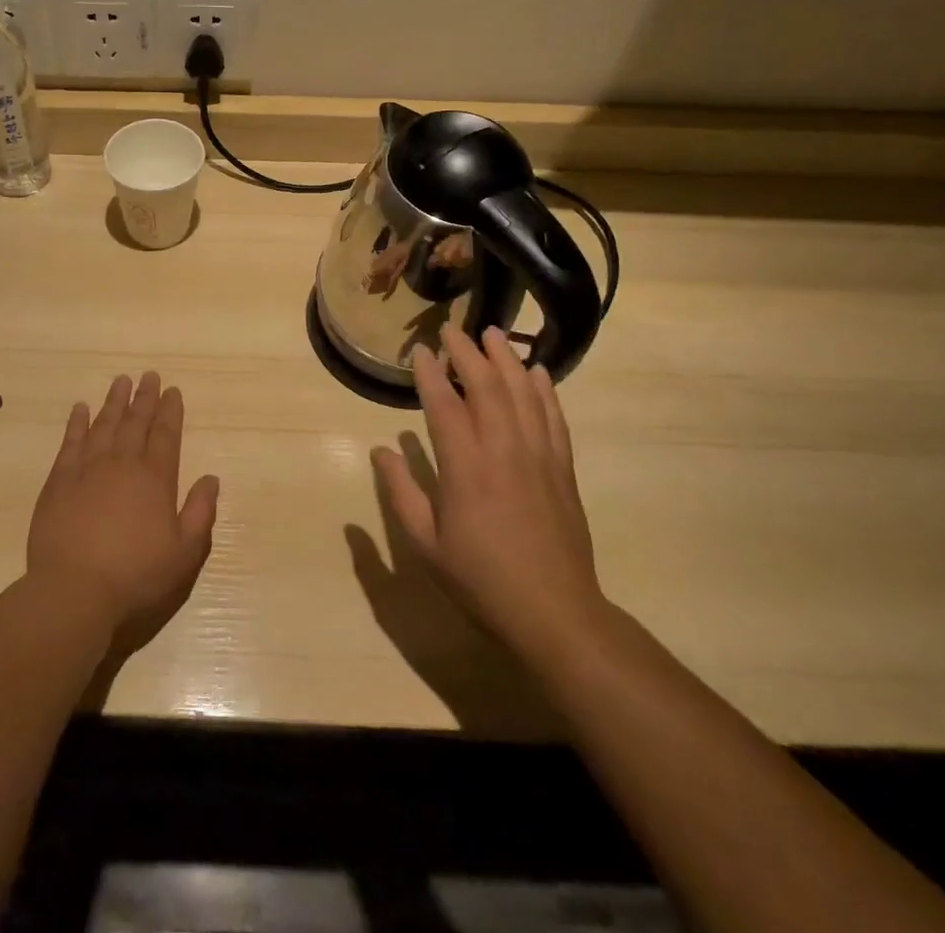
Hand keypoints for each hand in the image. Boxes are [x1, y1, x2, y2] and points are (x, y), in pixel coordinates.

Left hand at [27, 372, 220, 639]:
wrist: (74, 591)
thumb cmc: (135, 576)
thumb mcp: (184, 554)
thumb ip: (200, 513)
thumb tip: (211, 478)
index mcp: (155, 479)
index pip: (166, 435)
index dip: (170, 411)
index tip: (173, 390)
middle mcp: (123, 464)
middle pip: (135, 422)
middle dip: (145, 397)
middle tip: (149, 375)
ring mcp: (88, 469)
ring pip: (104, 424)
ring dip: (114, 401)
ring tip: (121, 380)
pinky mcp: (59, 481)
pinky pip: (71, 442)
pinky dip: (77, 423)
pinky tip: (80, 408)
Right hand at [371, 323, 608, 667]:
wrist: (555, 614)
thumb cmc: (481, 580)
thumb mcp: (425, 544)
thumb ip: (401, 492)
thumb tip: (381, 451)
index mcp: (465, 467)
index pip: (444, 404)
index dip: (431, 373)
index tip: (421, 350)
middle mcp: (503, 450)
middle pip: (486, 386)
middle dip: (468, 353)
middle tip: (452, 330)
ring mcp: (538, 457)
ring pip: (523, 393)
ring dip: (507, 359)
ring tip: (494, 334)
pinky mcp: (562, 469)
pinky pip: (555, 418)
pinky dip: (546, 390)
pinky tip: (539, 372)